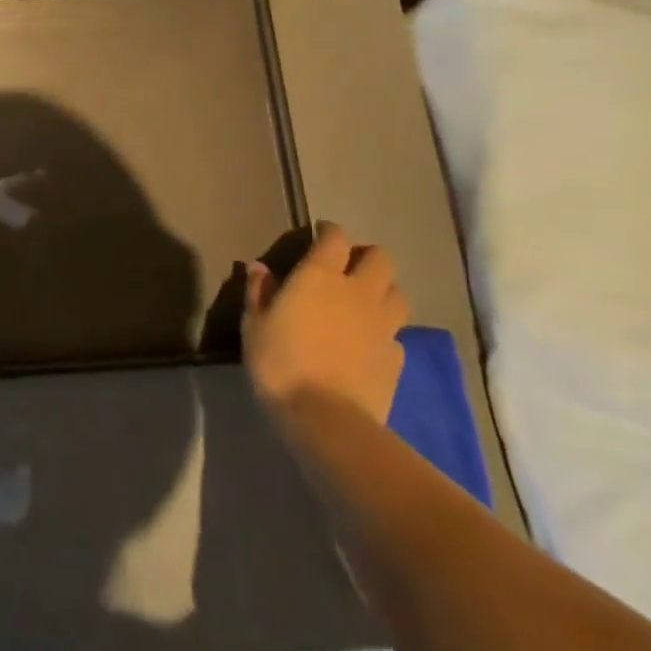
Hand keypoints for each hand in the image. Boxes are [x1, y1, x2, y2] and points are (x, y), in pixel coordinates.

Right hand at [242, 221, 407, 428]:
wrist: (326, 418)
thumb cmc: (279, 363)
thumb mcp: (253, 324)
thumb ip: (258, 292)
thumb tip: (258, 267)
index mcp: (320, 277)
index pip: (335, 238)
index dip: (329, 232)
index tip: (320, 235)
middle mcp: (358, 292)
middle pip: (380, 258)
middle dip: (365, 257)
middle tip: (347, 268)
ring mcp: (383, 325)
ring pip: (397, 293)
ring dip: (383, 290)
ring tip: (364, 303)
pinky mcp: (397, 357)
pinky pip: (396, 333)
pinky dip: (385, 331)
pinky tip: (369, 343)